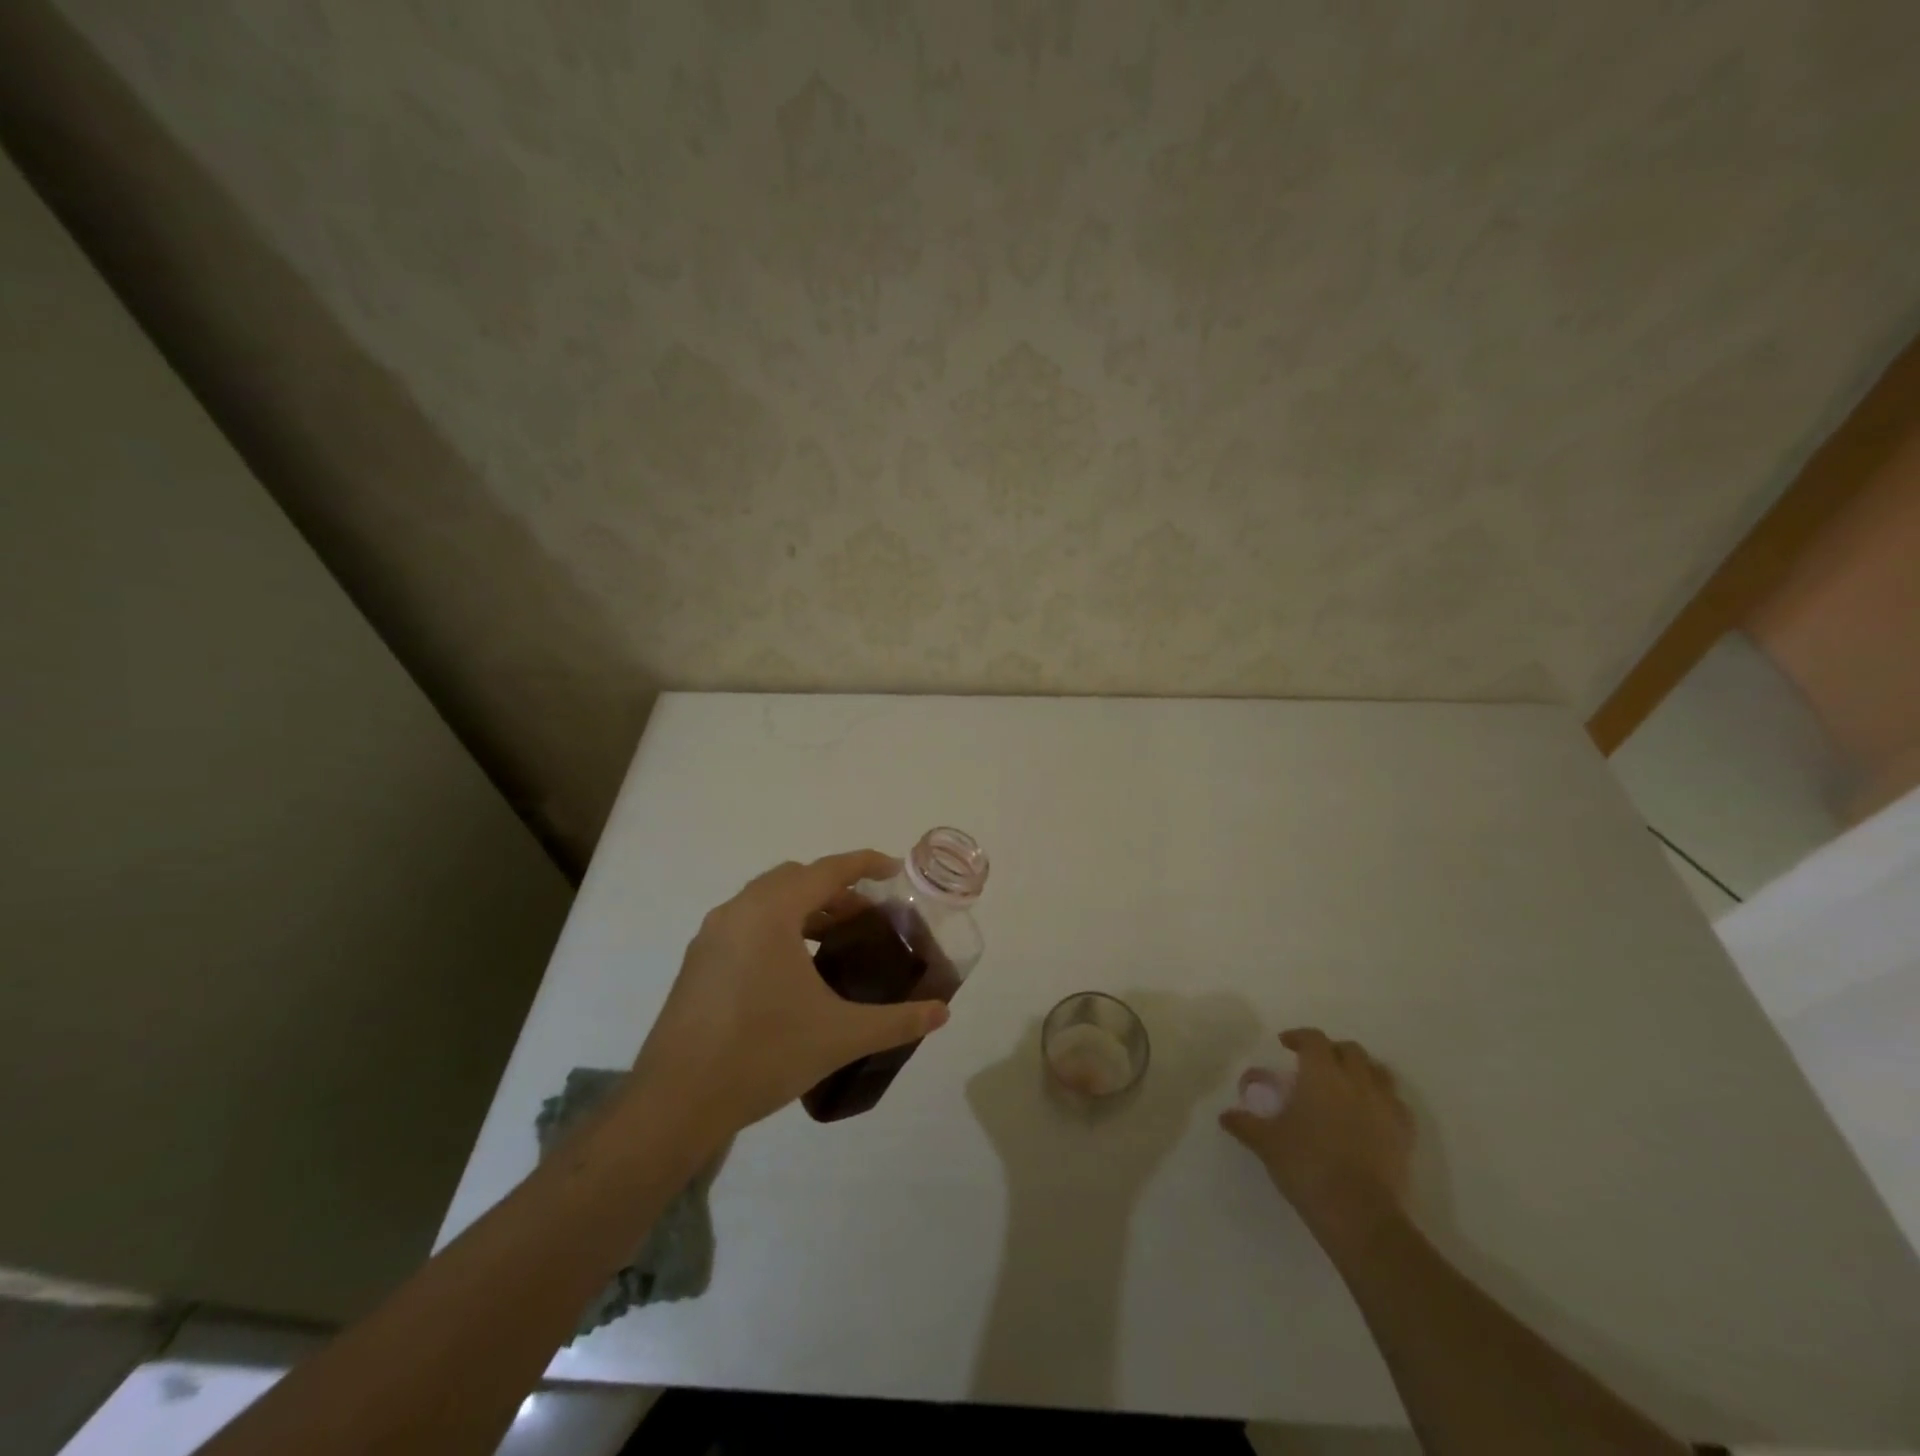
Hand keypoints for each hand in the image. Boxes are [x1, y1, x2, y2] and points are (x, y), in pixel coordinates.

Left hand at [627, 851, 949, 1137]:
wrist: (676, 1103)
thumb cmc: (763, 1054)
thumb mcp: (840, 1036)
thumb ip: (896, 1021)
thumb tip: (942, 1013)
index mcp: (771, 912)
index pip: (827, 870)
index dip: (865, 864)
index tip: (894, 870)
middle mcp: (737, 911)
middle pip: (796, 879)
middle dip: (836, 890)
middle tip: (868, 918)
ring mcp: (711, 936)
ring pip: (767, 900)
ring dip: (805, 909)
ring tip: (836, 942)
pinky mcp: (697, 962)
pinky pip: (746, 923)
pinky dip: (778, 927)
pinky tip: (795, 970)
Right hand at [1219, 1028, 1413, 1252]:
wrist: (1360, 1214)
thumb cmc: (1307, 1166)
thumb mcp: (1266, 1143)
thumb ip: (1245, 1124)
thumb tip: (1225, 1116)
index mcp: (1322, 1074)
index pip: (1313, 1039)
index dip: (1299, 1037)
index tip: (1285, 1044)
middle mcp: (1356, 1081)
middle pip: (1350, 1050)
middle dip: (1331, 1051)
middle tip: (1314, 1065)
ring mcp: (1385, 1106)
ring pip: (1378, 1072)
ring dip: (1361, 1071)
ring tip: (1345, 1086)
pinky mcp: (1405, 1134)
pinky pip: (1396, 1103)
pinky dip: (1382, 1099)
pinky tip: (1370, 1114)